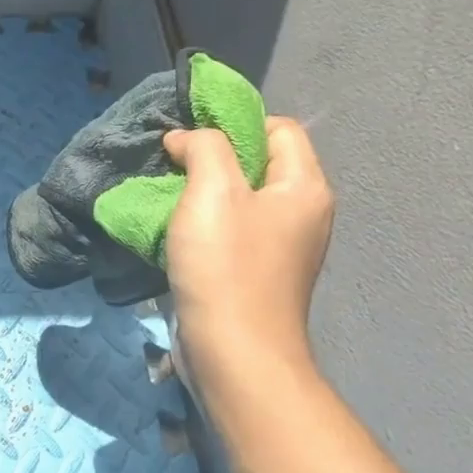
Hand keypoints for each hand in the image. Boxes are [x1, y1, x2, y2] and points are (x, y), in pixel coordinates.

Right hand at [161, 117, 332, 395]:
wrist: (232, 350)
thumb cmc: (226, 264)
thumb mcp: (212, 190)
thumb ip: (204, 148)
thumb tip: (186, 138)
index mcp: (305, 187)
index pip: (279, 127)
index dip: (235, 123)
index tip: (189, 140)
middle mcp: (302, 213)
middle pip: (258, 163)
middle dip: (212, 158)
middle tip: (171, 167)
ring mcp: (281, 247)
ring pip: (240, 199)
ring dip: (201, 193)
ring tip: (167, 199)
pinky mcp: (256, 272)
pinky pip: (230, 230)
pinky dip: (203, 224)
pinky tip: (175, 233)